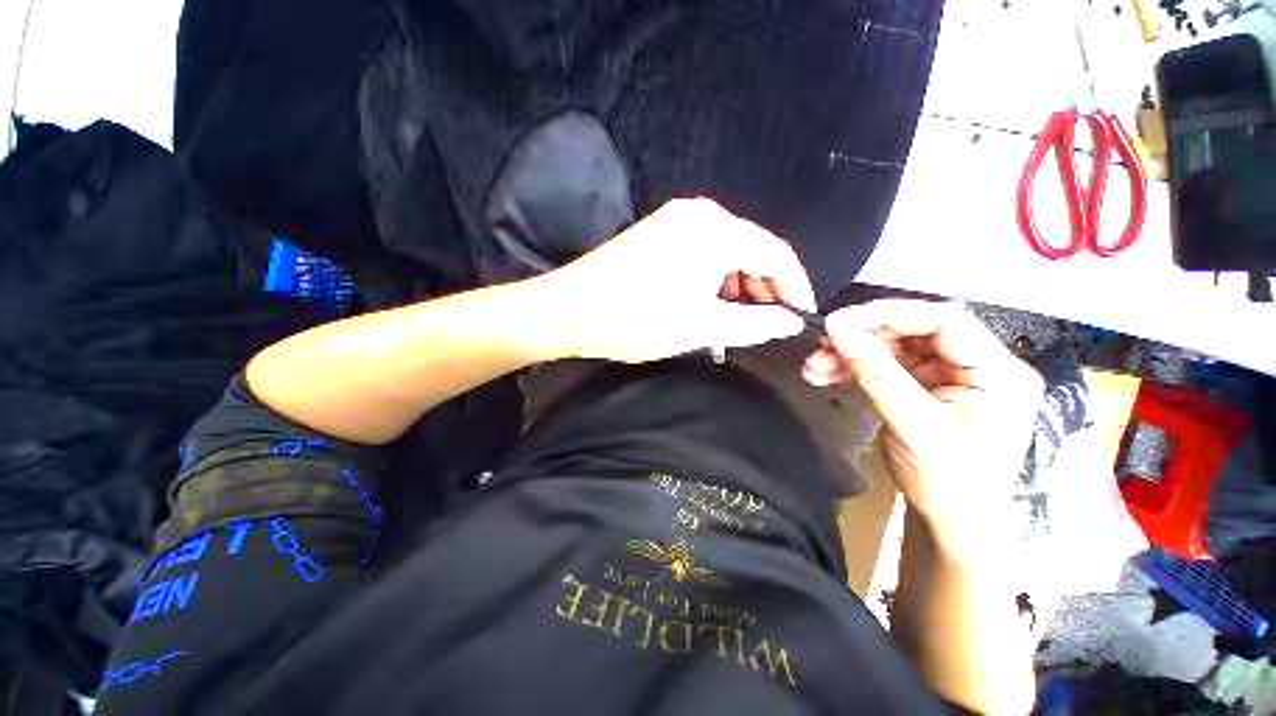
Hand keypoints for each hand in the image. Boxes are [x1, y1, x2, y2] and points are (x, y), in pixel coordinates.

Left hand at [536, 198, 816, 363]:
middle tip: (765, 327)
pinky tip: (706, 308)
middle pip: (750, 251)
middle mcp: (699, 214)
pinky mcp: (656, 234)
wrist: (568, 309)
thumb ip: (756, 324)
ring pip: (724, 255)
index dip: (795, 286)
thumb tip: (790, 322)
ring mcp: (673, 221)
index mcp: (717, 229)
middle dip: (763, 291)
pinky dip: (711, 282)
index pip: (776, 253)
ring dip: (735, 290)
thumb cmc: (638, 319)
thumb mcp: (703, 326)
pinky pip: (700, 255)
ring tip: (734, 326)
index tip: (802, 316)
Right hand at [802, 300, 1044, 555]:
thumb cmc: (950, 484)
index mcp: (998, 372)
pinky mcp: (926, 391)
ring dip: (851, 356)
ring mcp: (950, 379)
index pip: (944, 321)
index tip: (841, 321)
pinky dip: (855, 371)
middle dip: (863, 338)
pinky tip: (825, 375)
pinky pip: (887, 370)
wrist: (952, 528)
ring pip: (894, 351)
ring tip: (813, 365)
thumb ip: (875, 373)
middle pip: (914, 333)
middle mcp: (978, 367)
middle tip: (821, 343)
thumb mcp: (913, 425)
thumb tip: (836, 329)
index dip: (890, 314)